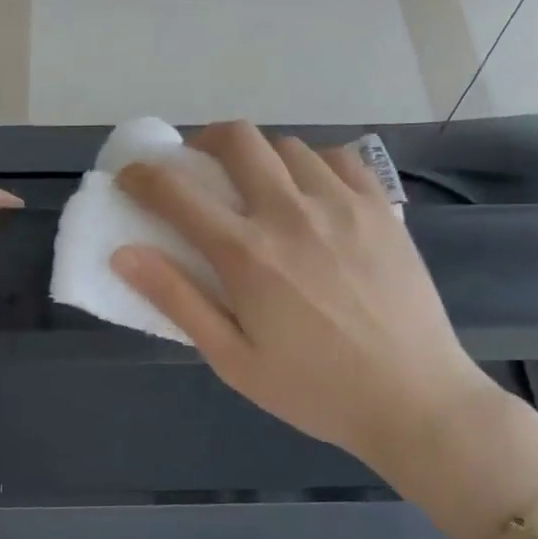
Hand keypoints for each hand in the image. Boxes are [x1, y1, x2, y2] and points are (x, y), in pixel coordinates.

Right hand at [113, 122, 509, 479]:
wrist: (413, 399)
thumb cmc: (314, 389)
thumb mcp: (233, 360)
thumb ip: (178, 300)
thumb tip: (124, 253)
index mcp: (247, 254)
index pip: (177, 193)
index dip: (143, 176)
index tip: (131, 176)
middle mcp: (291, 213)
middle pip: (237, 139)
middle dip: (203, 142)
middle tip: (198, 168)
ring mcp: (342, 204)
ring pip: (288, 145)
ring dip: (259, 157)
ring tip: (258, 188)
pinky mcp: (380, 208)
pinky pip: (338, 158)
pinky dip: (312, 164)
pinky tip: (312, 193)